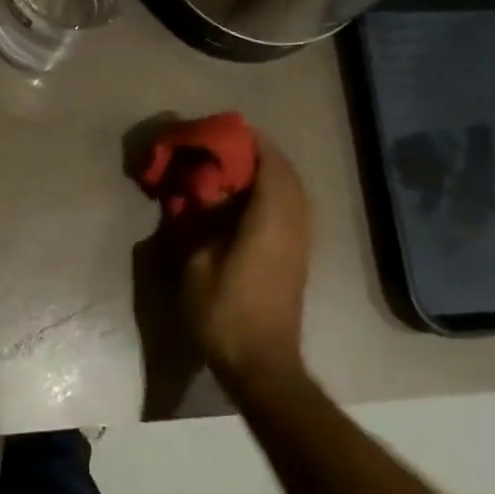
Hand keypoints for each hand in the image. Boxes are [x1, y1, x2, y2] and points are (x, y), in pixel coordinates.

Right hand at [179, 133, 311, 383]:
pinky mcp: (296, 258)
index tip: (227, 131)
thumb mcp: (195, 265)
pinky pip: (291, 210)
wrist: (261, 362)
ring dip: (269, 175)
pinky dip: (272, 195)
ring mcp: (300, 243)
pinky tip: (244, 203)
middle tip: (226, 148)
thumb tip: (194, 198)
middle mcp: (293, 226)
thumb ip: (196, 224)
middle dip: (261, 155)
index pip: (271, 167)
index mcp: (269, 222)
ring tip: (234, 170)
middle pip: (288, 176)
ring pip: (293, 194)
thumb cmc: (223, 313)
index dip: (253, 144)